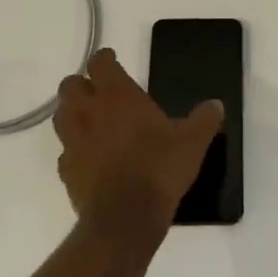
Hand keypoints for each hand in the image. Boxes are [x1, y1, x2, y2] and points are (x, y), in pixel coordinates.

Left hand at [54, 47, 223, 243]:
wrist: (126, 218)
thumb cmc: (159, 169)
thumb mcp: (192, 142)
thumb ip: (204, 120)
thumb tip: (216, 104)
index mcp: (118, 96)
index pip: (100, 63)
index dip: (104, 59)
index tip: (111, 59)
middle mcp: (89, 112)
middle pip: (70, 85)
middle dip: (81, 84)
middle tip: (98, 91)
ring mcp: (73, 141)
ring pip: (61, 116)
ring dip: (72, 113)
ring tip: (90, 121)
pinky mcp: (66, 170)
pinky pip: (65, 152)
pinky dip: (74, 150)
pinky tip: (90, 158)